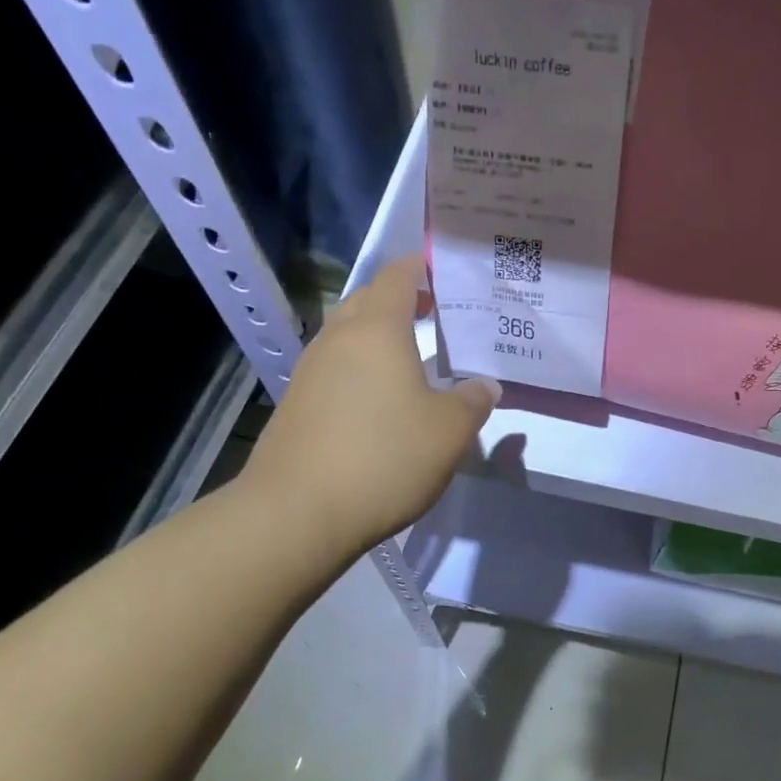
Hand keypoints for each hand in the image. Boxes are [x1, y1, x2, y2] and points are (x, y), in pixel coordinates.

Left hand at [239, 254, 498, 550]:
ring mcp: (310, 371)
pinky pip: (336, 368)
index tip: (445, 270)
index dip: (420, 267)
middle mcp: (338, 339)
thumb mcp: (449, 431)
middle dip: (401, 299)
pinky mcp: (297, 404)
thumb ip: (472, 401)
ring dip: (379, 335)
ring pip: (349, 335)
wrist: (296, 514)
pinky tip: (381, 397)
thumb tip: (484, 385)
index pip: (397, 277)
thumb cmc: (384, 458)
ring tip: (414, 354)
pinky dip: (361, 367)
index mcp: (376, 330)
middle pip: (368, 300)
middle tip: (438, 311)